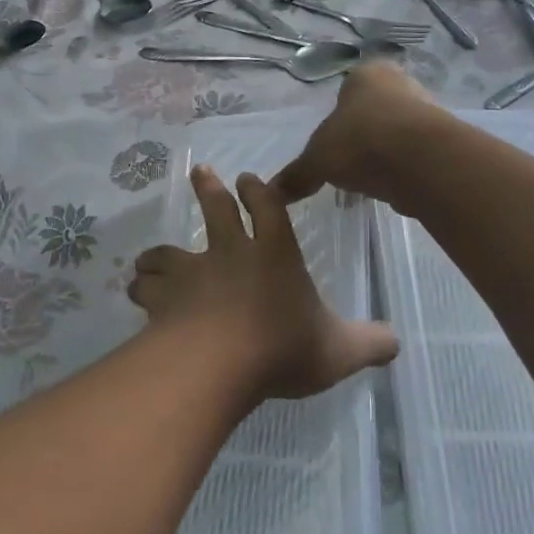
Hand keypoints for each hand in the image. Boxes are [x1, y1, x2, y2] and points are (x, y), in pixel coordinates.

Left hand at [128, 166, 396, 401]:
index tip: (249, 179)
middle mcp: (229, 254)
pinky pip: (146, 287)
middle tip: (200, 170)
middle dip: (209, 188)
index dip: (260, 192)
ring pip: (168, 251)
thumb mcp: (339, 350)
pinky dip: (141, 286)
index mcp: (274, 254)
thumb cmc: (282, 347)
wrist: (217, 364)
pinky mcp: (163, 299)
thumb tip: (396, 342)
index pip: (269, 208)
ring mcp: (191, 274)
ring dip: (160, 252)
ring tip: (150, 255)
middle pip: (216, 210)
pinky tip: (137, 290)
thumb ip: (370, 344)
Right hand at [273, 61, 445, 210]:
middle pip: (375, 110)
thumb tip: (273, 192)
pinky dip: (404, 169)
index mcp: (367, 74)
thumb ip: (297, 174)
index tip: (332, 142)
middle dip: (362, 135)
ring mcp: (428, 111)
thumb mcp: (317, 160)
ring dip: (384, 154)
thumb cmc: (360, 141)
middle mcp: (401, 83)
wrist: (422, 162)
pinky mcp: (445, 141)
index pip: (348, 87)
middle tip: (348, 162)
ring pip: (397, 132)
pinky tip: (393, 187)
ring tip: (369, 181)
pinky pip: (416, 155)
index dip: (338, 115)